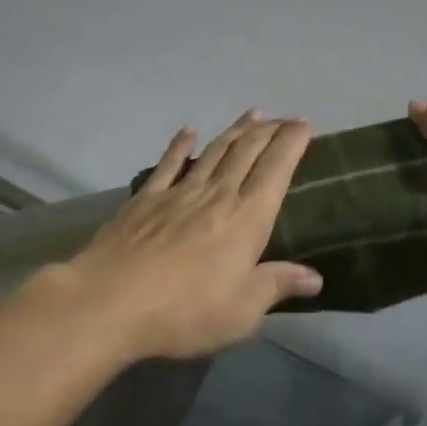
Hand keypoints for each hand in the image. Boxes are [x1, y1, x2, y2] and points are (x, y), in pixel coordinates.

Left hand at [56, 111, 322, 359]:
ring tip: (251, 114)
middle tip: (283, 117)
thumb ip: (277, 286)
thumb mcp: (242, 311)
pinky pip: (168, 164)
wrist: (111, 301)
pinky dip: (180, 145)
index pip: (276, 170)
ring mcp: (178, 193)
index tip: (303, 124)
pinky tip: (188, 132)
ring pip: (214, 152)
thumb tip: (316, 277)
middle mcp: (217, 195)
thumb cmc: (185, 311)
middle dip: (268, 131)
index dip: (291, 143)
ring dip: (234, 131)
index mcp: (247, 219)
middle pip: (246, 153)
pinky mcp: (145, 199)